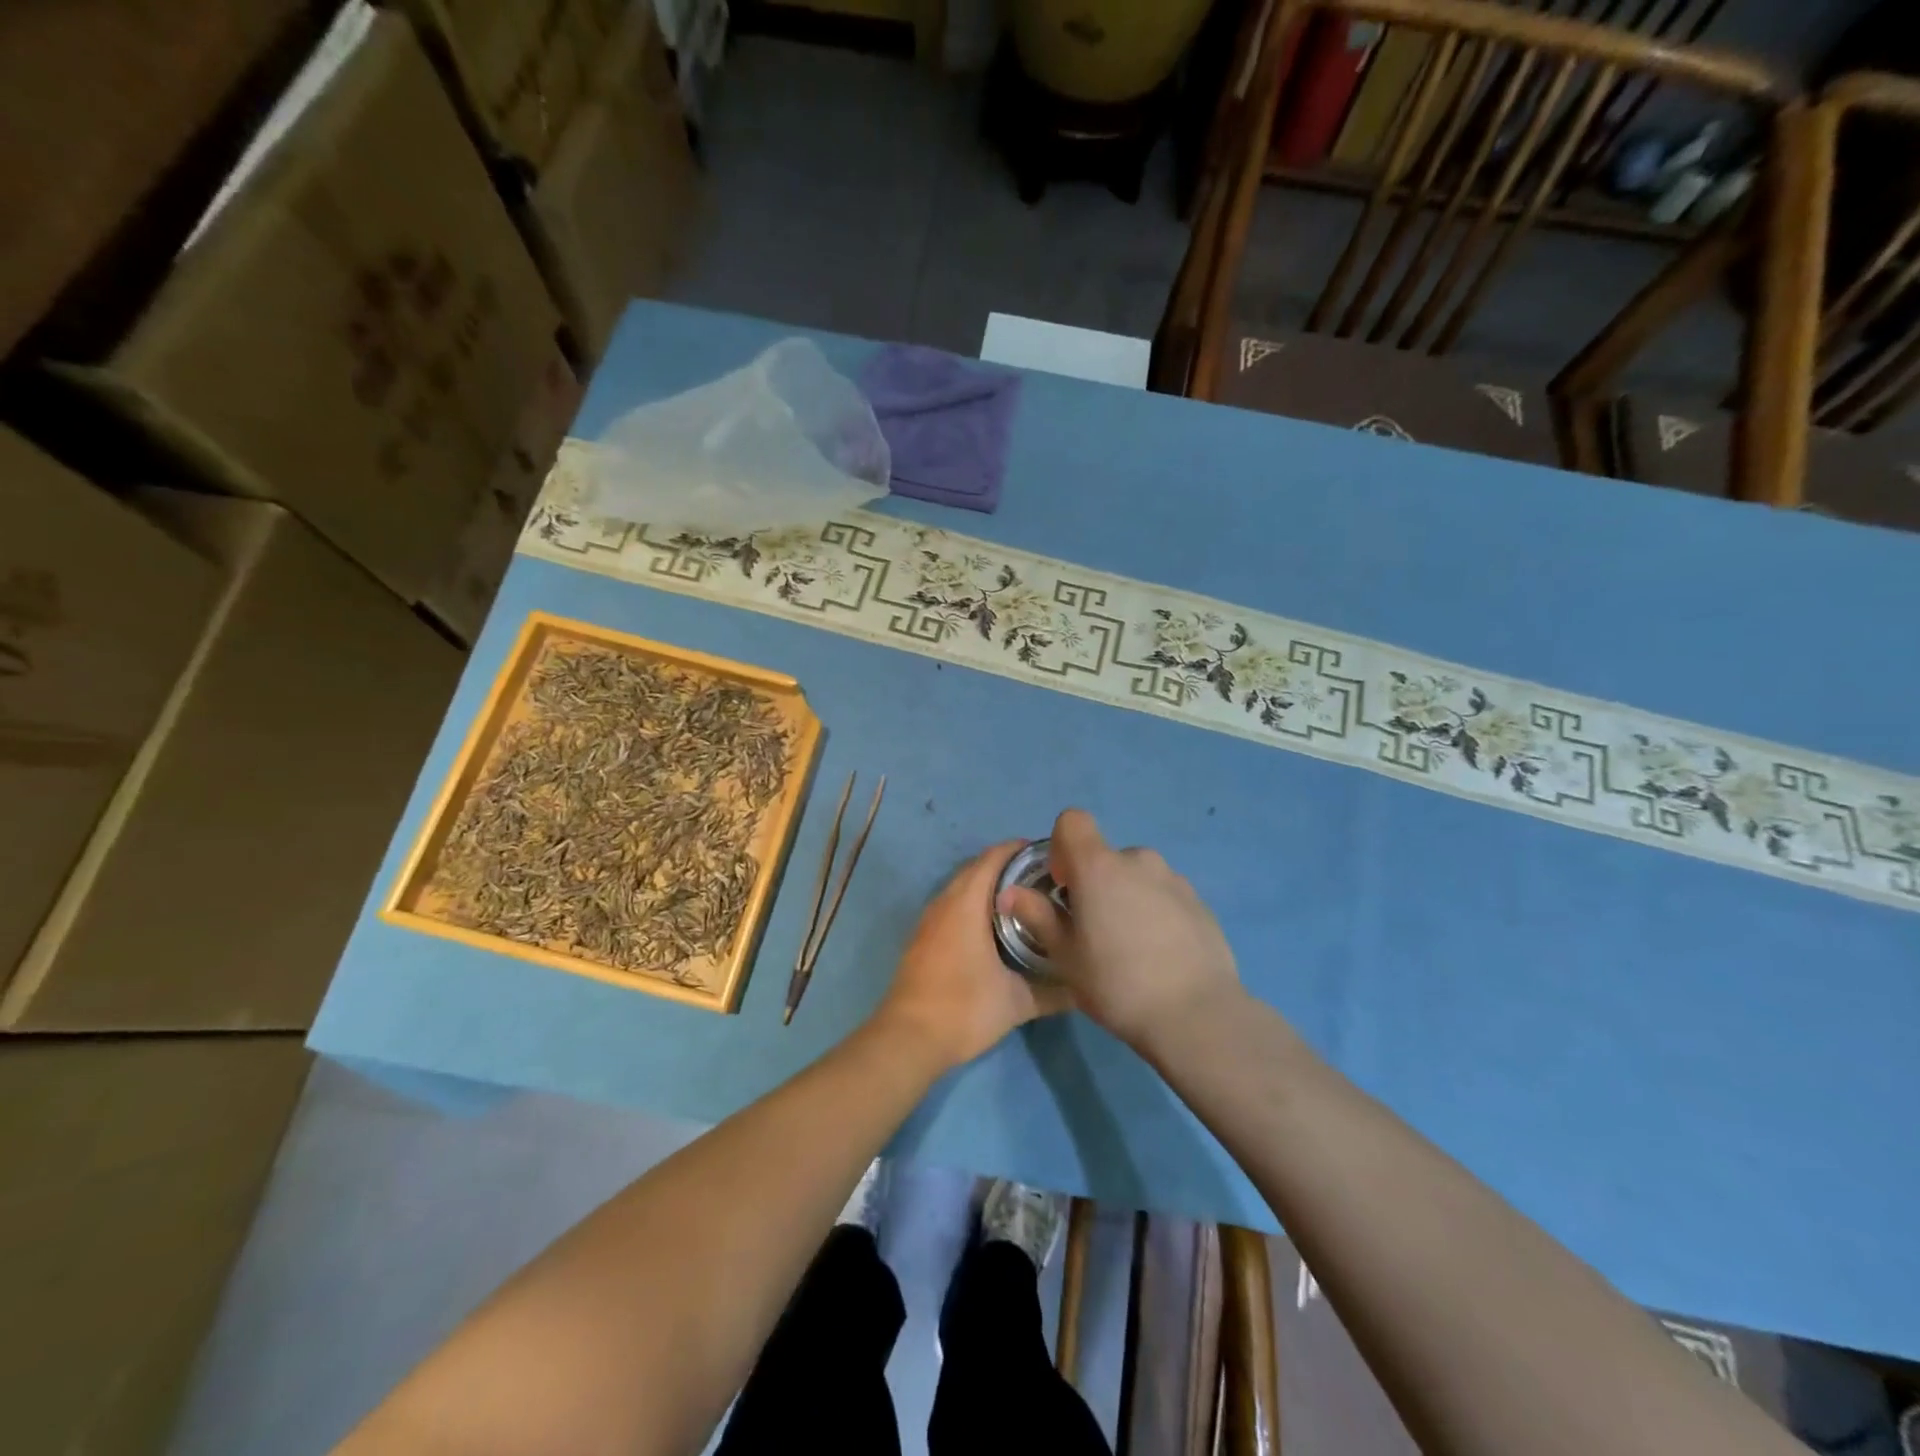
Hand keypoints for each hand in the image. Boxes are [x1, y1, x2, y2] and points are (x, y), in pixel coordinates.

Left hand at [873, 841, 1073, 1070]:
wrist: (908, 1038)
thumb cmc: (964, 1009)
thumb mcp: (1016, 1002)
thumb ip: (1053, 992)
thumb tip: (1085, 987)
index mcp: (966, 903)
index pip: (994, 858)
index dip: (1021, 850)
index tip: (1051, 857)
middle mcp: (945, 902)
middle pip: (978, 868)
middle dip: (1009, 867)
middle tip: (1044, 880)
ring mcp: (929, 919)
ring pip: (962, 887)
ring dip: (989, 886)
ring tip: (1025, 900)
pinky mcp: (923, 937)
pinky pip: (952, 906)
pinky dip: (974, 904)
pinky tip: (995, 927)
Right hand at [998, 809, 1241, 1055]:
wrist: (1196, 1015)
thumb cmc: (1117, 983)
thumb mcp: (1065, 956)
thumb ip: (1037, 916)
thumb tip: (1010, 893)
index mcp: (1099, 866)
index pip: (1073, 820)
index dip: (1062, 847)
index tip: (1064, 887)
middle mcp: (1138, 860)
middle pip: (1106, 856)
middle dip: (1095, 882)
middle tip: (1094, 929)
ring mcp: (1174, 879)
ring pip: (1137, 876)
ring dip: (1127, 896)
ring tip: (1130, 947)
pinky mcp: (1199, 903)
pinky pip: (1165, 895)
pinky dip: (1156, 913)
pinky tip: (1160, 956)